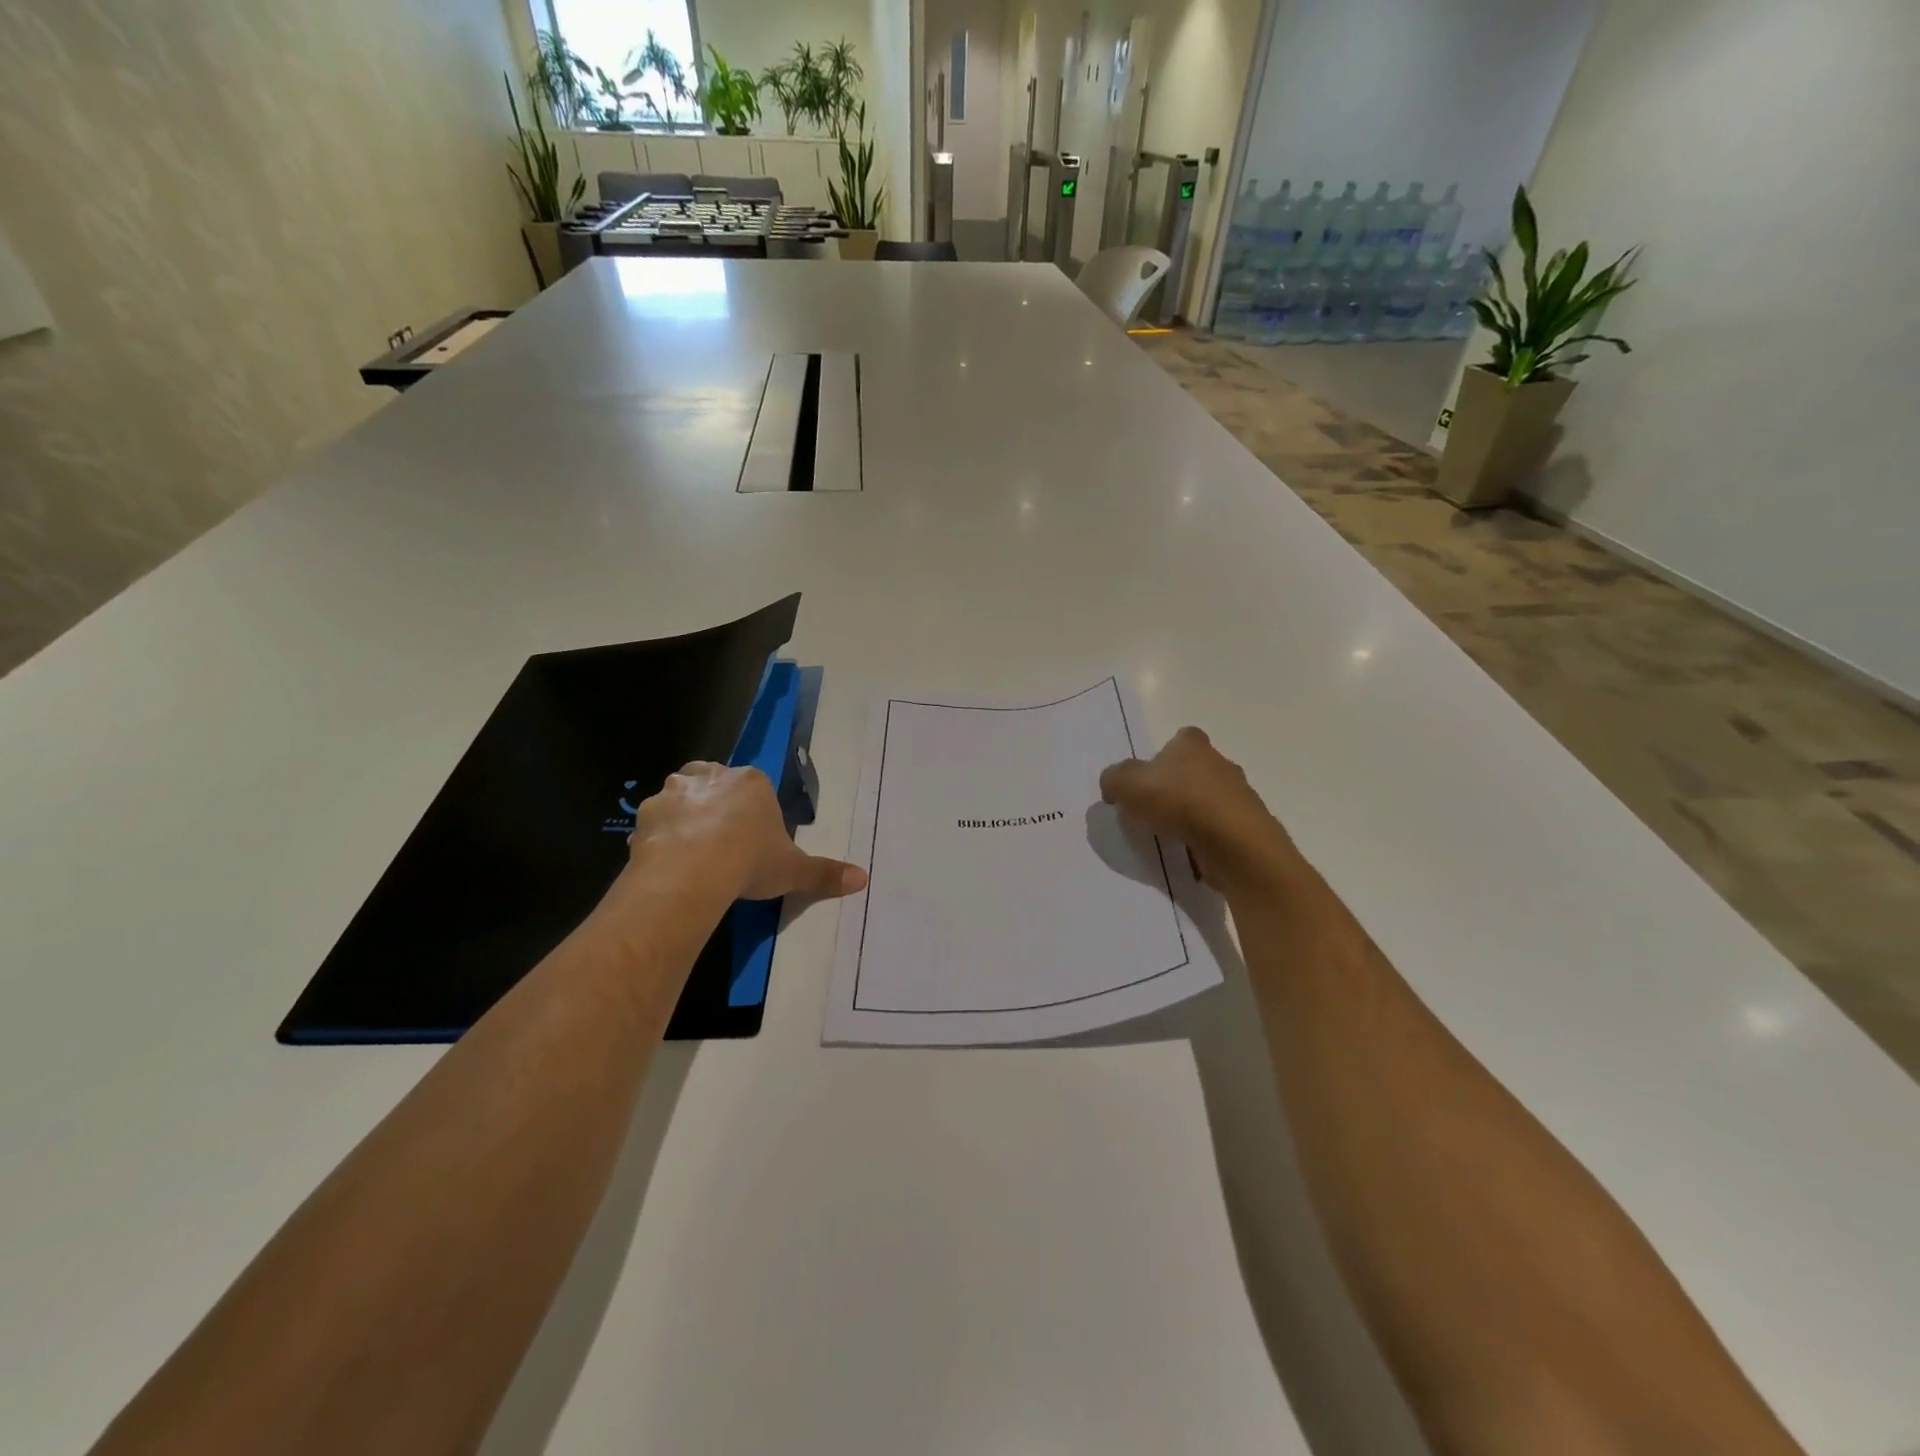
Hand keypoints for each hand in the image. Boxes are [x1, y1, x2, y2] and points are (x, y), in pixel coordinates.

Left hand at [627, 762, 867, 902]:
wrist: (692, 873)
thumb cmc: (750, 861)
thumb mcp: (793, 870)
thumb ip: (825, 873)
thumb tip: (864, 879)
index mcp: (751, 782)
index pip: (753, 786)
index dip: (752, 811)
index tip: (752, 838)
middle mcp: (712, 776)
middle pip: (713, 780)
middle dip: (715, 802)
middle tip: (720, 838)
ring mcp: (675, 792)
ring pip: (679, 795)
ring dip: (683, 815)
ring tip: (690, 851)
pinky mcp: (645, 814)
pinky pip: (654, 822)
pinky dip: (658, 837)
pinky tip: (666, 862)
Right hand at [1099, 727, 1302, 898]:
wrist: (1234, 843)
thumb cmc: (1179, 801)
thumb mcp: (1127, 784)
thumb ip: (1114, 779)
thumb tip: (1114, 786)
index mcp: (1193, 744)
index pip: (1180, 738)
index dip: (1163, 755)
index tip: (1149, 778)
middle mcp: (1221, 763)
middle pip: (1195, 769)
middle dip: (1178, 785)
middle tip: (1153, 808)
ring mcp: (1239, 795)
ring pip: (1209, 799)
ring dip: (1193, 814)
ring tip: (1170, 835)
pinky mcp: (1248, 827)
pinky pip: (1220, 828)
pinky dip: (1206, 838)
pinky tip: (1191, 852)